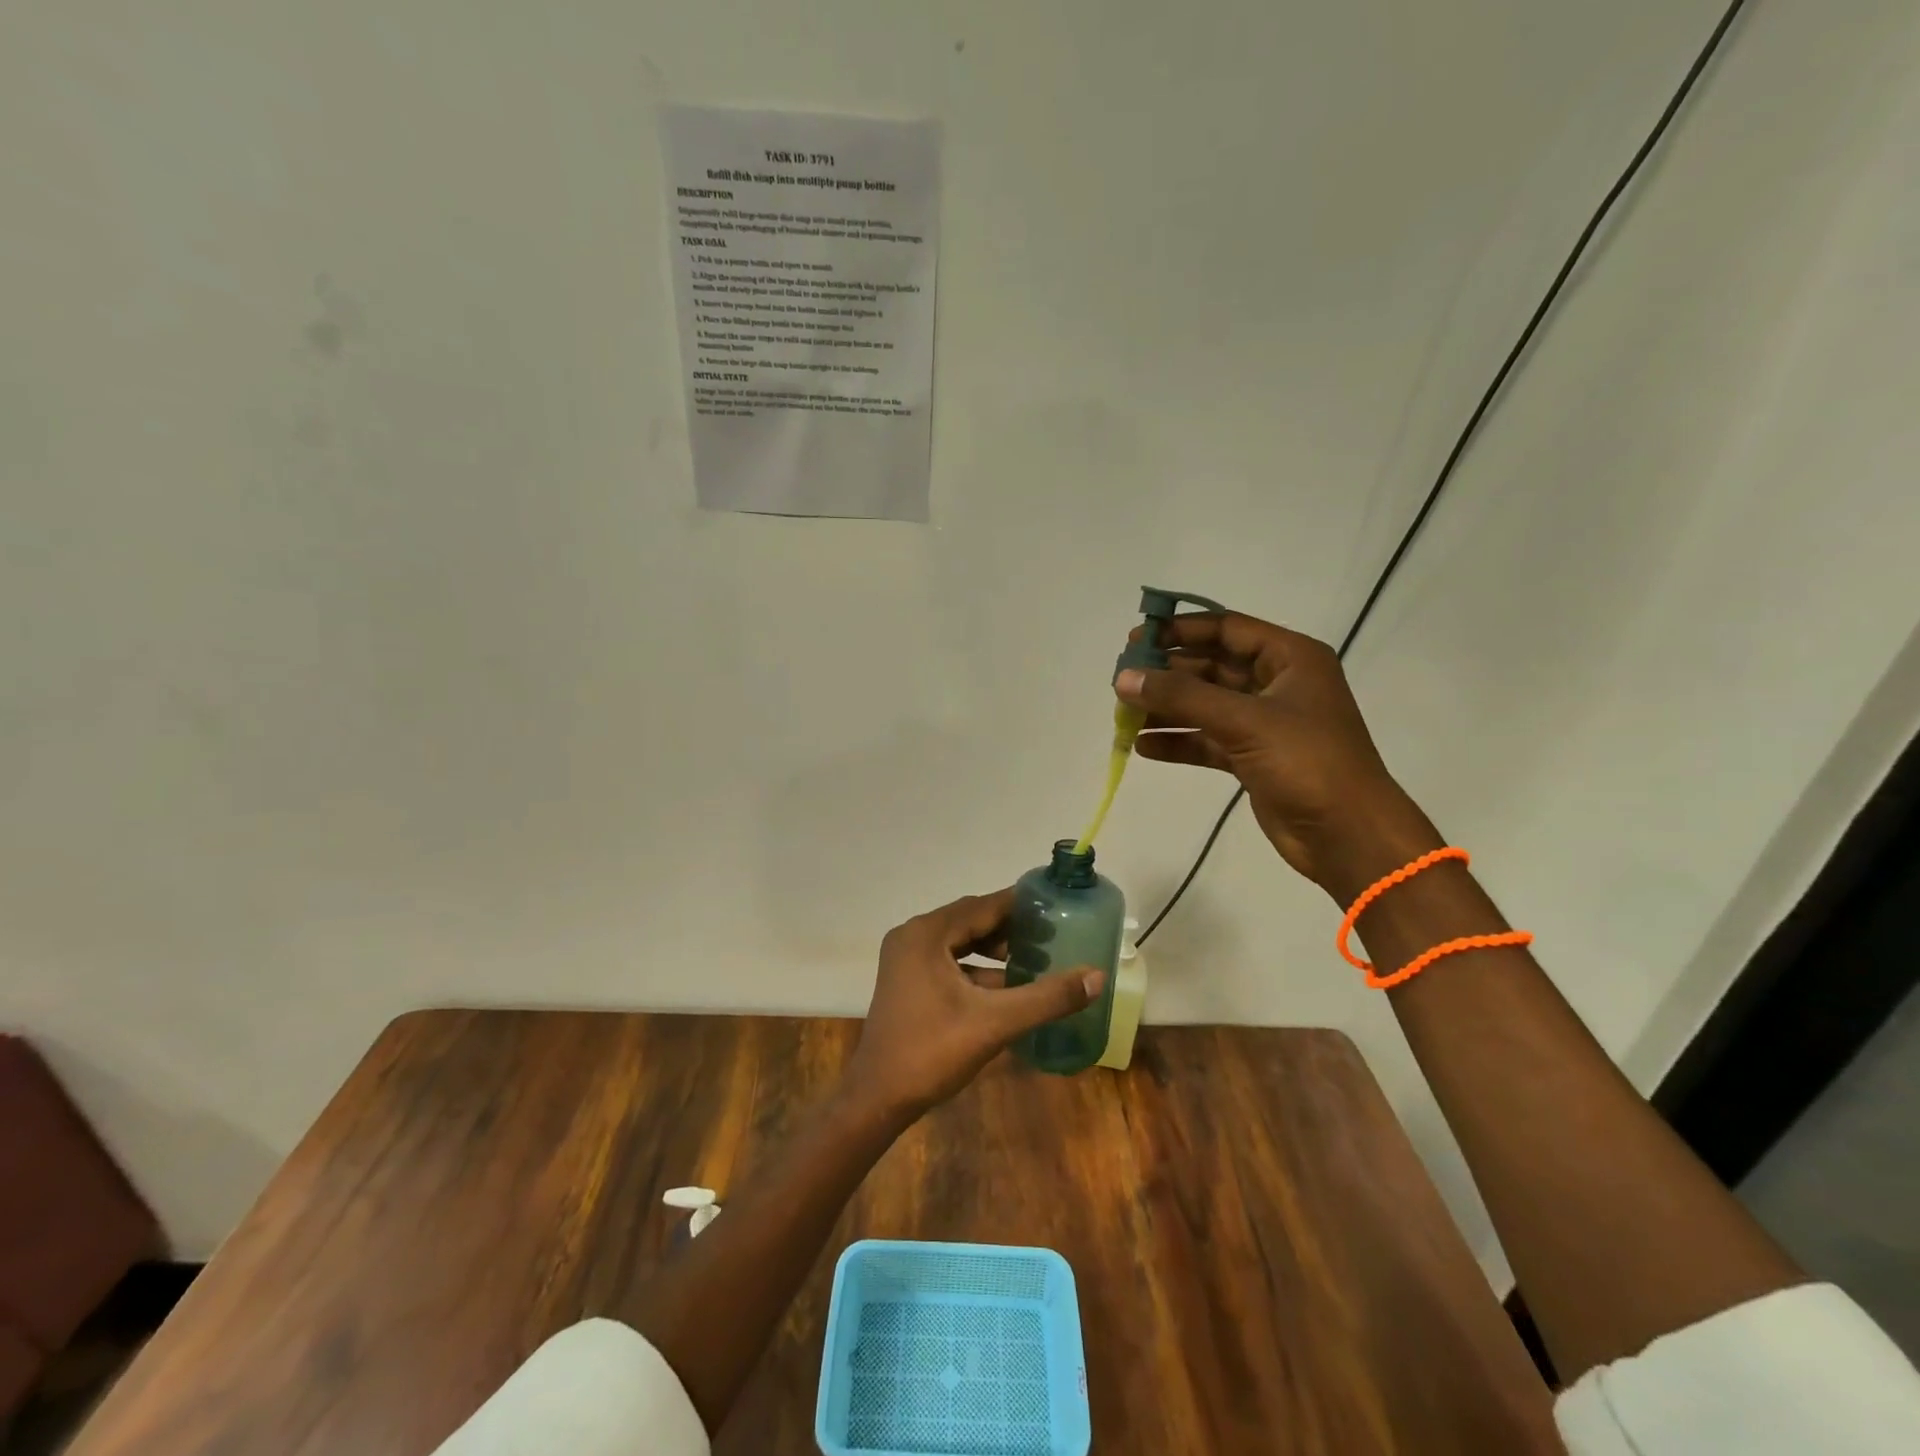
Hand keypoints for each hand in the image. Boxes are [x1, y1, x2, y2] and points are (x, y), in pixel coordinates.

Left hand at [844, 890, 1106, 1117]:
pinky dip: (977, 969)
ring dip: (994, 949)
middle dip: (1010, 928)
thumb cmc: (932, 1052)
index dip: (1020, 905)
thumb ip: (1046, 997)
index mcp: (926, 934)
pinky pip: (948, 961)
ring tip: (1034, 957)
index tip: (1055, 906)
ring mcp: (906, 959)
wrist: (878, 1098)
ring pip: (959, 941)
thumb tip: (1096, 976)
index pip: (982, 906)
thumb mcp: (995, 1023)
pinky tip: (1007, 986)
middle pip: (970, 920)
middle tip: (1051, 934)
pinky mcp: (906, 981)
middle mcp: (912, 936)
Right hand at [1116, 612, 1441, 901]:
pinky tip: (1143, 747)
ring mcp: (1265, 724)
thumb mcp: (1243, 721)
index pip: (1226, 629)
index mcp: (1290, 658)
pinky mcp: (1254, 758)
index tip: (1136, 642)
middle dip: (1167, 674)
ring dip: (1167, 709)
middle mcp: (1278, 684)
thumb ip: (1181, 696)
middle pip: (1211, 667)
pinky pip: (1208, 740)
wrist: (1348, 836)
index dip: (1180, 631)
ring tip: (1123, 715)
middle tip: (1122, 682)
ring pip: (1206, 706)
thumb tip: (1124, 679)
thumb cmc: (1306, 763)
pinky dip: (1179, 742)